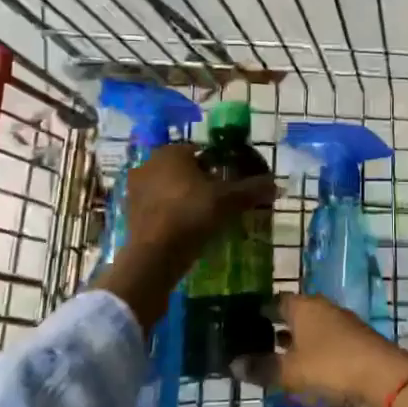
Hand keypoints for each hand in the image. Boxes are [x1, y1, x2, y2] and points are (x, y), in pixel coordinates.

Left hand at [120, 143, 272, 274]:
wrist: (154, 255)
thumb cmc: (192, 214)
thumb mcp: (229, 200)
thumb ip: (253, 189)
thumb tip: (277, 184)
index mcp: (171, 152)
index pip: (202, 151)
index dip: (221, 165)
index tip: (232, 182)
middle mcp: (149, 163)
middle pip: (185, 169)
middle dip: (203, 182)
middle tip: (222, 200)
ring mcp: (136, 189)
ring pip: (171, 188)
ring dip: (187, 198)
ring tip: (207, 217)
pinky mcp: (130, 212)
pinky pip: (159, 206)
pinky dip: (173, 213)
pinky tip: (188, 228)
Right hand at [231, 294, 407, 406]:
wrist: (383, 377)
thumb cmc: (330, 366)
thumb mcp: (290, 371)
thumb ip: (262, 367)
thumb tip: (233, 364)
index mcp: (304, 306)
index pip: (275, 302)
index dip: (259, 312)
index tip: (242, 324)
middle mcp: (322, 308)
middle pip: (294, 314)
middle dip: (276, 328)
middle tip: (255, 344)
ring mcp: (341, 324)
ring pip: (310, 330)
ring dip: (295, 343)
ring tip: (276, 359)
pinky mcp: (354, 342)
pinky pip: (325, 344)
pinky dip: (312, 354)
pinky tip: (304, 371)